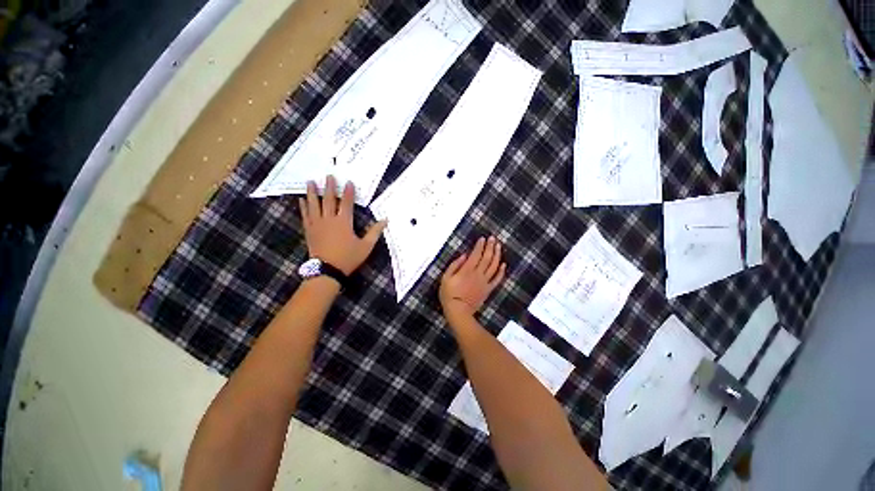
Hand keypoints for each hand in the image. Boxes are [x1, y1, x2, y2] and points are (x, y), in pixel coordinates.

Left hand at [299, 176, 386, 275]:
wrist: (327, 270)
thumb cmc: (348, 258)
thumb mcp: (366, 246)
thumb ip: (375, 232)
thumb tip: (385, 220)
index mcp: (344, 222)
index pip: (347, 203)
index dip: (349, 192)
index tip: (349, 182)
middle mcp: (329, 219)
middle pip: (329, 200)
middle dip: (330, 187)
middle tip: (328, 175)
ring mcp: (317, 224)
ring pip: (314, 205)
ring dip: (312, 193)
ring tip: (310, 182)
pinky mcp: (309, 230)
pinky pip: (305, 215)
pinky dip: (303, 207)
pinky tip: (301, 200)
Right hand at [440, 236, 506, 324]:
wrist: (458, 312)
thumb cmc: (449, 295)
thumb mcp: (445, 278)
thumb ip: (454, 265)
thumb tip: (464, 255)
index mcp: (467, 270)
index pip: (476, 254)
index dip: (480, 246)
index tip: (483, 238)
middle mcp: (478, 274)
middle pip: (487, 258)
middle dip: (490, 247)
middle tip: (493, 238)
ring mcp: (484, 282)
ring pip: (494, 266)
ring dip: (497, 255)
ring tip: (499, 247)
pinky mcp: (488, 289)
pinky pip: (497, 279)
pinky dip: (501, 271)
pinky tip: (503, 264)